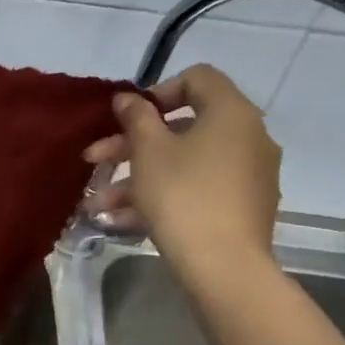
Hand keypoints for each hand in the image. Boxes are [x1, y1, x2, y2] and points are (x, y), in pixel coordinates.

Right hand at [83, 64, 280, 283]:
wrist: (223, 265)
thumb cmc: (182, 196)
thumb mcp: (149, 152)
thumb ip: (136, 118)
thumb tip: (128, 98)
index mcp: (231, 113)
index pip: (198, 79)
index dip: (157, 92)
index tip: (128, 119)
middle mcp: (248, 137)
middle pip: (184, 127)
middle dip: (132, 144)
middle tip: (94, 159)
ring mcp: (249, 175)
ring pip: (185, 164)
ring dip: (138, 178)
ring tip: (98, 204)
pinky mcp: (243, 207)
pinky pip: (197, 189)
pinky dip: (163, 196)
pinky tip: (122, 221)